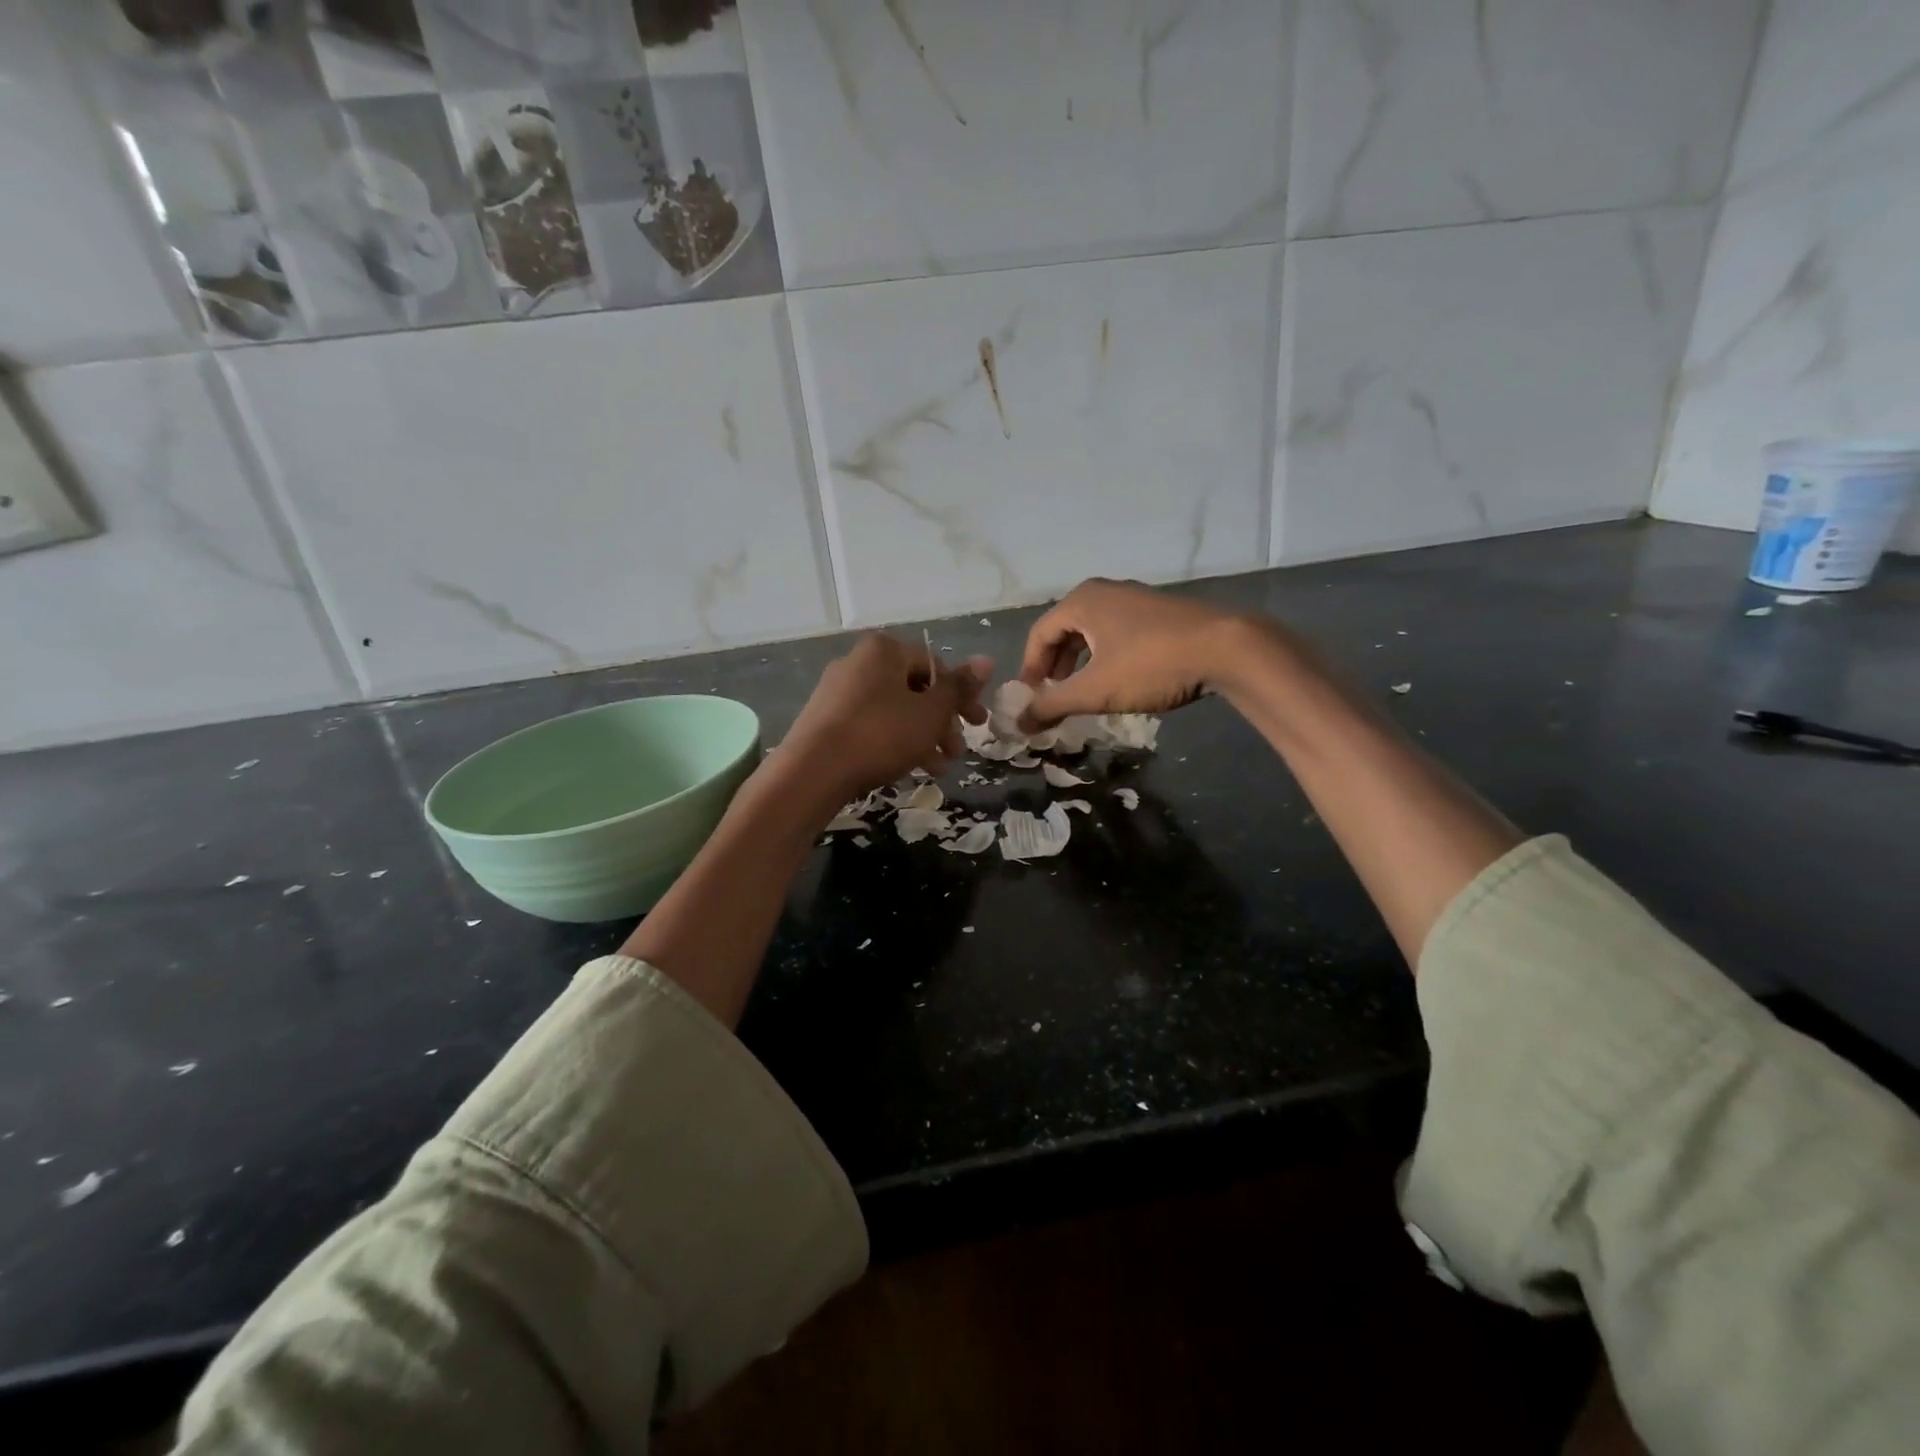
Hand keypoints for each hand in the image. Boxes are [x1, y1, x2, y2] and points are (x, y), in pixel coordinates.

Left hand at [778, 633, 990, 804]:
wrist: (812, 772)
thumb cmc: (880, 735)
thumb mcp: (930, 713)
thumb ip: (959, 688)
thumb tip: (986, 660)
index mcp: (884, 650)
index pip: (936, 665)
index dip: (961, 696)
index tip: (977, 725)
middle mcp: (859, 662)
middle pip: (915, 689)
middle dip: (942, 722)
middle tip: (957, 751)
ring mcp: (838, 691)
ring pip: (895, 710)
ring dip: (923, 736)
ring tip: (938, 768)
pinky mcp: (826, 719)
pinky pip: (872, 724)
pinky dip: (895, 741)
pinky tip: (909, 768)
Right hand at [1016, 578, 1261, 729]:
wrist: (1226, 649)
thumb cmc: (1150, 665)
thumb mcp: (1095, 690)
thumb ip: (1052, 705)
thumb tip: (1019, 723)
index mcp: (1082, 601)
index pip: (1039, 635)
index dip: (1029, 670)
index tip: (1029, 701)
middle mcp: (1104, 592)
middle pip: (1063, 631)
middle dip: (1053, 668)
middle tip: (1051, 698)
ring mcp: (1134, 599)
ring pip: (1091, 633)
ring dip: (1078, 664)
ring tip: (1080, 693)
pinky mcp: (1158, 613)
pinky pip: (1116, 633)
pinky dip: (1104, 657)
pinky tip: (1115, 680)